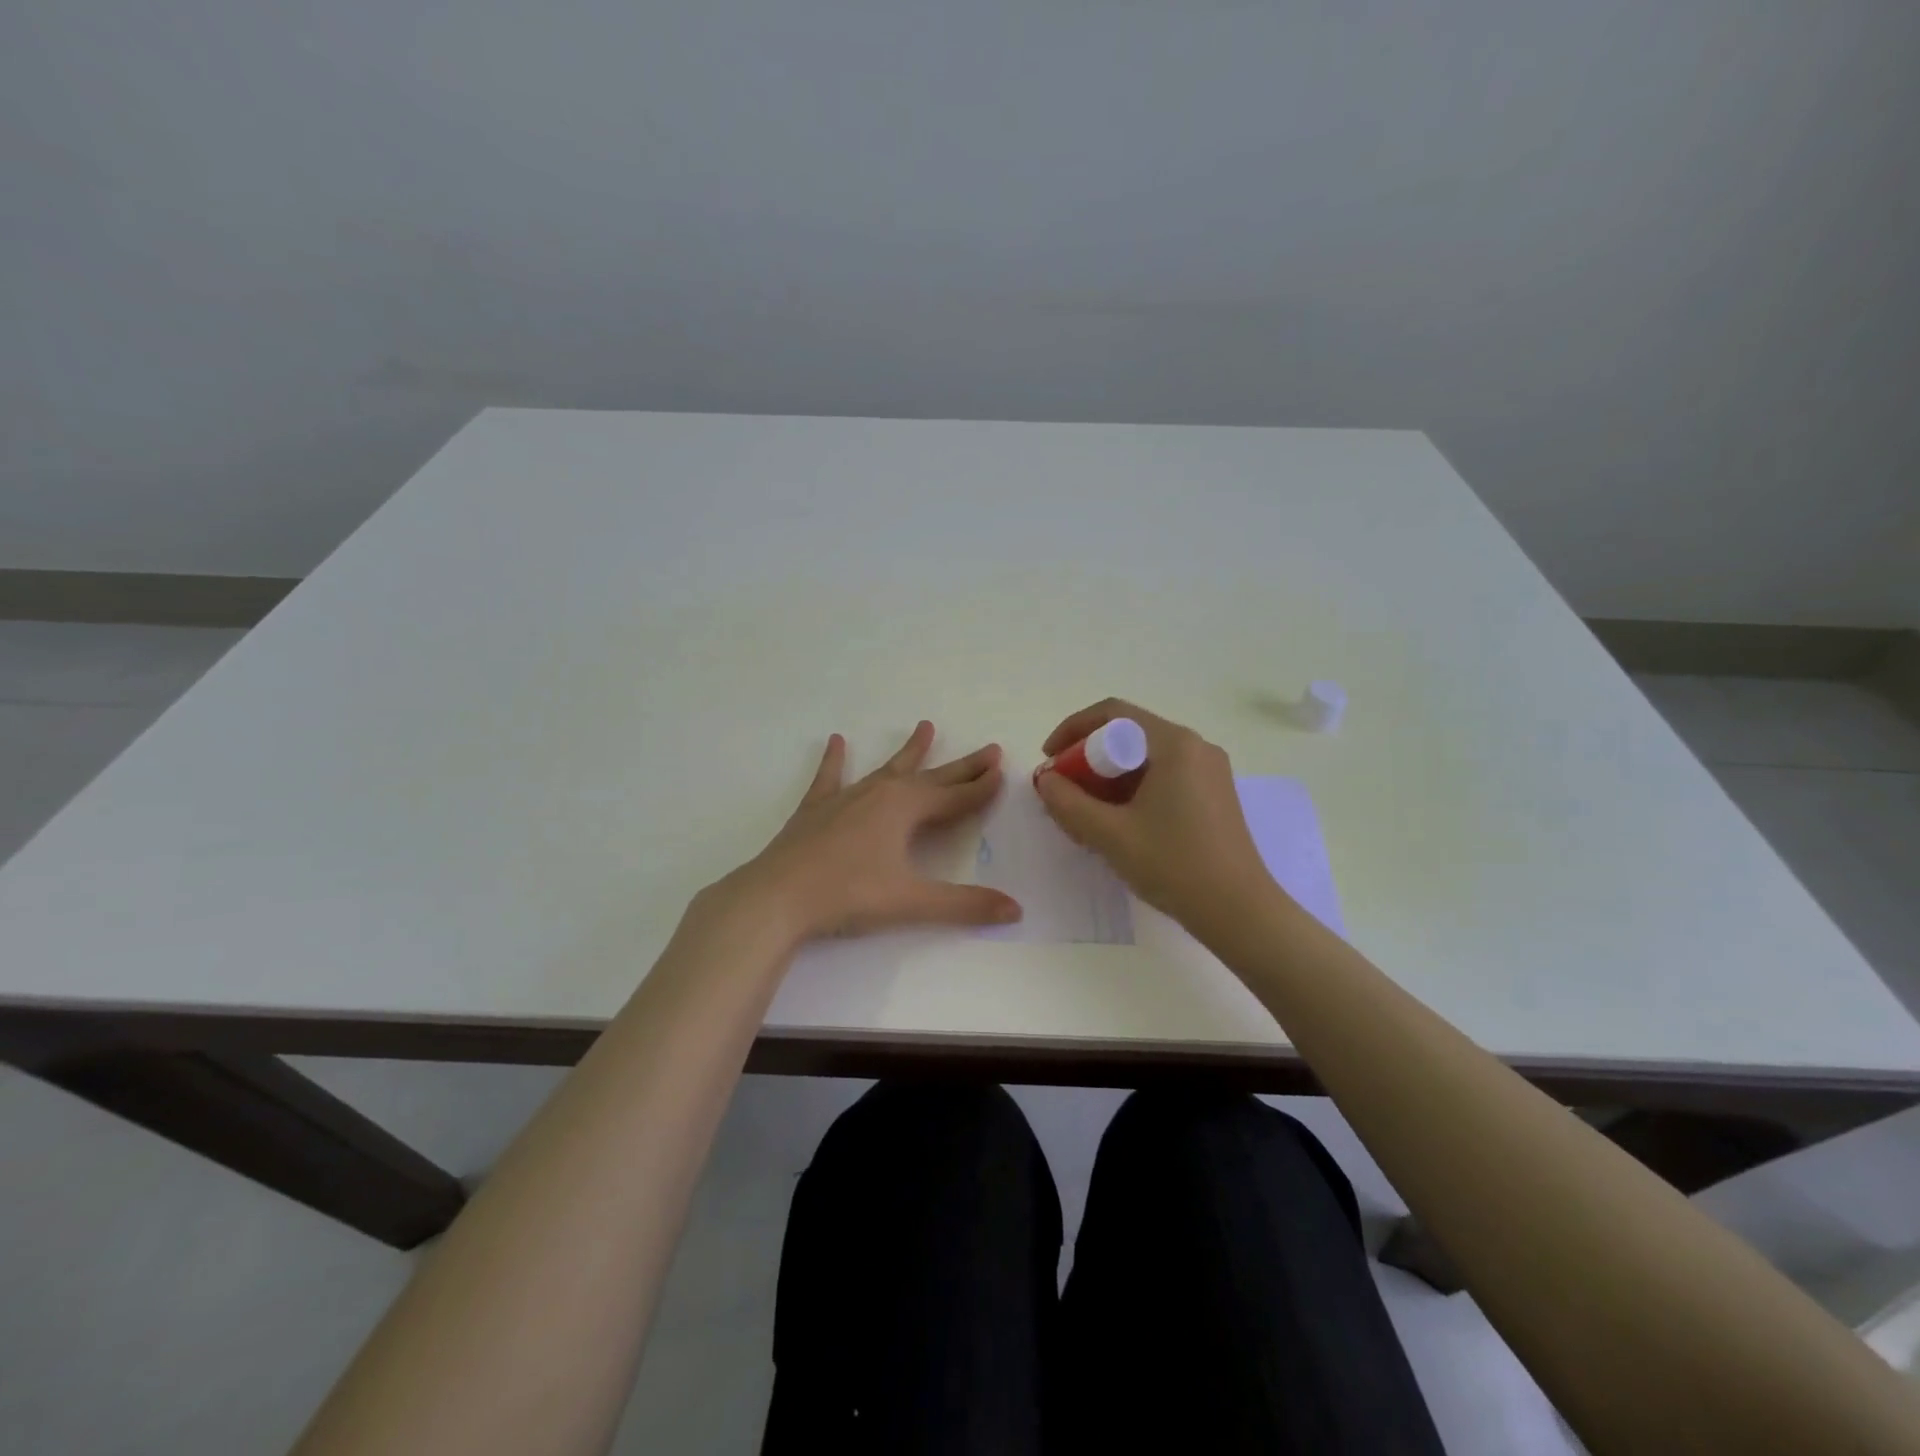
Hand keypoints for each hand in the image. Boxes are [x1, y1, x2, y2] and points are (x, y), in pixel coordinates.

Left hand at [721, 721, 1022, 942]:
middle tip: (989, 749)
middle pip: (931, 777)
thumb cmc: (848, 895)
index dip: (981, 788)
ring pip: (887, 768)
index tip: (1003, 771)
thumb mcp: (911, 902)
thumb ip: (965, 905)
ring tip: (925, 726)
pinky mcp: (816, 809)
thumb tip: (1016, 910)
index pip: (956, 797)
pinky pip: (830, 777)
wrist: (777, 896)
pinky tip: (835, 741)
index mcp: (905, 808)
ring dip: (909, 751)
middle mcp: (880, 793)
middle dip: (961, 766)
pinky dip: (834, 760)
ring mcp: (846, 797)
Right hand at [1034, 699, 1274, 930]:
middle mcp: (1196, 747)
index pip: (1113, 714)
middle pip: (1129, 735)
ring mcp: (1209, 771)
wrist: (1239, 912)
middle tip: (1064, 790)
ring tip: (1086, 811)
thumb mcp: (1110, 834)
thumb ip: (1068, 802)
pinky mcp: (1214, 795)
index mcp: (1174, 744)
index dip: (1073, 729)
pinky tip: (1118, 822)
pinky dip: (1133, 789)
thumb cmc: (1173, 865)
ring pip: (1145, 758)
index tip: (1049, 758)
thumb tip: (1046, 779)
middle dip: (1089, 758)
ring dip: (1109, 777)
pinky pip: (1164, 776)